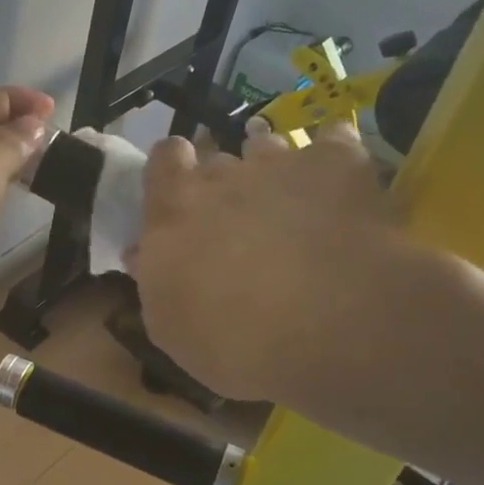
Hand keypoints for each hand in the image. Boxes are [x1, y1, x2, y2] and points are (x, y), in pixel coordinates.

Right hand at [130, 123, 483, 436]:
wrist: (330, 333)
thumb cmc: (234, 343)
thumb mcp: (170, 327)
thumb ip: (153, 278)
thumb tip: (141, 253)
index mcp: (174, 211)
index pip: (164, 158)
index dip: (174, 170)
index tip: (181, 196)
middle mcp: (223, 176)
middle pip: (217, 159)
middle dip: (224, 184)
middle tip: (239, 222)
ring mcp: (281, 164)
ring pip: (267, 147)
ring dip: (272, 170)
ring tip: (290, 205)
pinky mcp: (339, 164)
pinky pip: (333, 141)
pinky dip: (332, 159)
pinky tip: (342, 185)